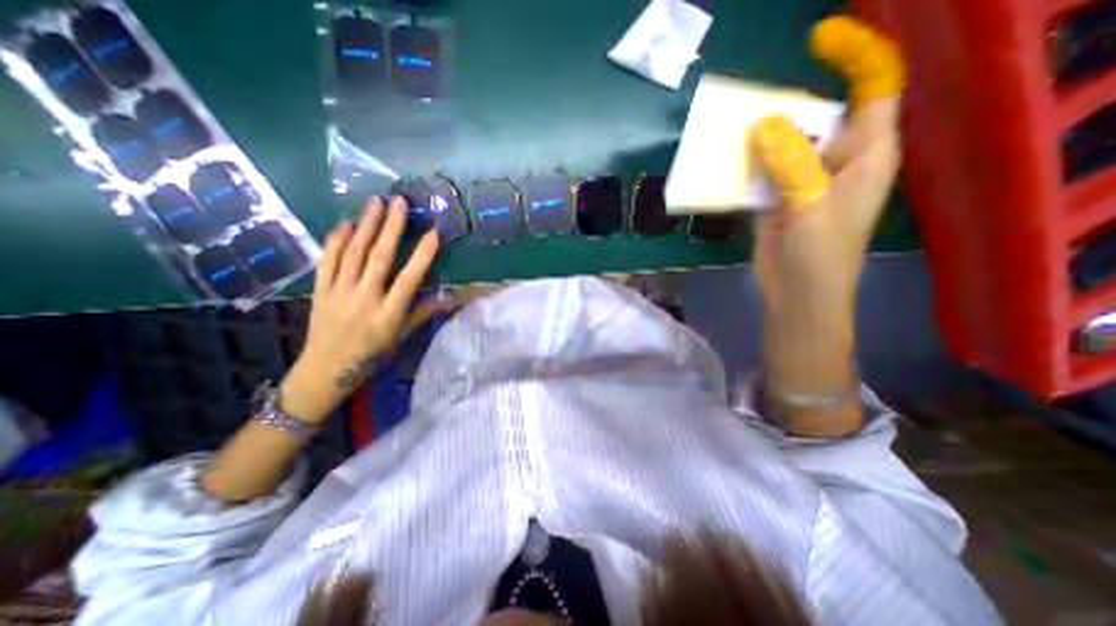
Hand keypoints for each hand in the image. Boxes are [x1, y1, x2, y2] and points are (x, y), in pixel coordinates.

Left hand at [280, 198, 439, 423]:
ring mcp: (339, 292)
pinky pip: (328, 260)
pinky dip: (336, 240)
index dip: (422, 255)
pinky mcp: (320, 290)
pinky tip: (345, 223)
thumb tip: (446, 296)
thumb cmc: (372, 355)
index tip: (433, 233)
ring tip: (375, 203)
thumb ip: (422, 313)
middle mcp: (364, 299)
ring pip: (353, 253)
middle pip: (378, 257)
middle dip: (391, 228)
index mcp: (388, 314)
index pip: (409, 279)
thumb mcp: (401, 337)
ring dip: (366, 225)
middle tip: (398, 202)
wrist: (325, 370)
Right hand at [745, 15, 899, 434]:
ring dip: (755, 139)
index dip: (853, 55)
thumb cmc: (819, 257)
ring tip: (726, 133)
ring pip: (780, 145)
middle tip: (744, 108)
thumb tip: (764, 124)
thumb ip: (792, 162)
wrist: (796, 295)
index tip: (816, 40)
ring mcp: (801, 181)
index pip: (873, 87)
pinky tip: (722, 165)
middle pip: (815, 116)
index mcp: (866, 154)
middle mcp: (835, 161)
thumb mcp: (811, 206)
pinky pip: (759, 171)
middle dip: (783, 107)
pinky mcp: (775, 200)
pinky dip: (742, 166)